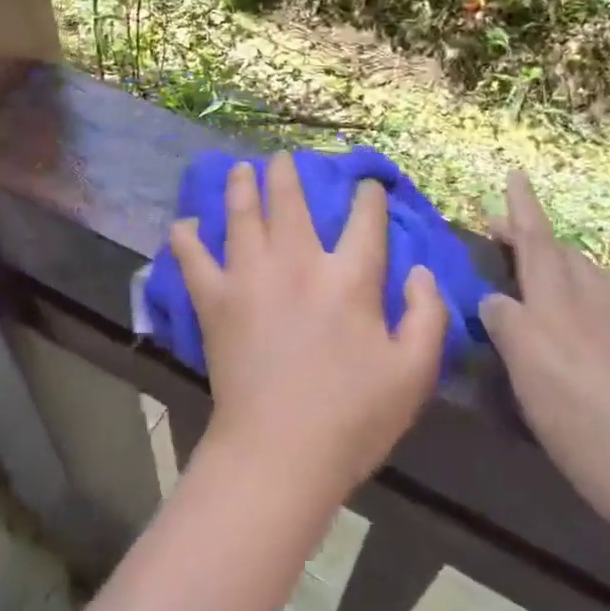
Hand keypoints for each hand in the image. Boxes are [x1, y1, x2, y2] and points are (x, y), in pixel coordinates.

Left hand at [169, 152, 447, 505]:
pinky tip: (183, 225)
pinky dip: (186, 238)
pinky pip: (193, 259)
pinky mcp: (214, 300)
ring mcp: (249, 277)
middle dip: (288, 174)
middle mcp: (297, 263)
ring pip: (241, 216)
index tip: (366, 187)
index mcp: (349, 279)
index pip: (364, 221)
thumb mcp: (414, 373)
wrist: (280, 451)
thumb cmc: (353, 417)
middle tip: (283, 159)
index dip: (368, 198)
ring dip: (241, 187)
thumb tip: (419, 270)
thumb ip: (426, 315)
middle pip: (290, 202)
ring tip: (240, 169)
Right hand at [479, 171, 609, 565]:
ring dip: (564, 255)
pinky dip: (608, 282)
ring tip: (544, 257)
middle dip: (530, 232)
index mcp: (555, 314)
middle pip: (560, 256)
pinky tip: (608, 292)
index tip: (514, 174)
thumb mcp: (532, 384)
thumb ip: (508, 331)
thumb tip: (493, 300)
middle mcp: (592, 310)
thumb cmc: (594, 435)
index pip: (535, 247)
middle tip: (501, 225)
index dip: (522, 211)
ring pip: (593, 273)